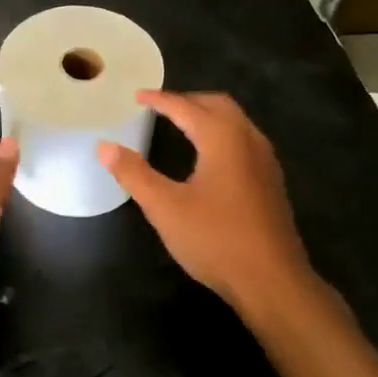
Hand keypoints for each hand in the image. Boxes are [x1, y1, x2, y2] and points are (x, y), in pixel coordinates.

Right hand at [98, 92, 311, 314]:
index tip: (138, 96)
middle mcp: (249, 139)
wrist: (272, 280)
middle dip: (188, 101)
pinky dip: (222, 134)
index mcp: (223, 138)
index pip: (186, 107)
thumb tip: (105, 146)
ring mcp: (266, 161)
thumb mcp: (166, 208)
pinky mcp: (271, 181)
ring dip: (208, 116)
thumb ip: (134, 174)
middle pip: (218, 105)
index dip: (160, 100)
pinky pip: (244, 141)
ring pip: (236, 122)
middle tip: (160, 107)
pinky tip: (210, 158)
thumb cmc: (216, 240)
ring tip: (182, 125)